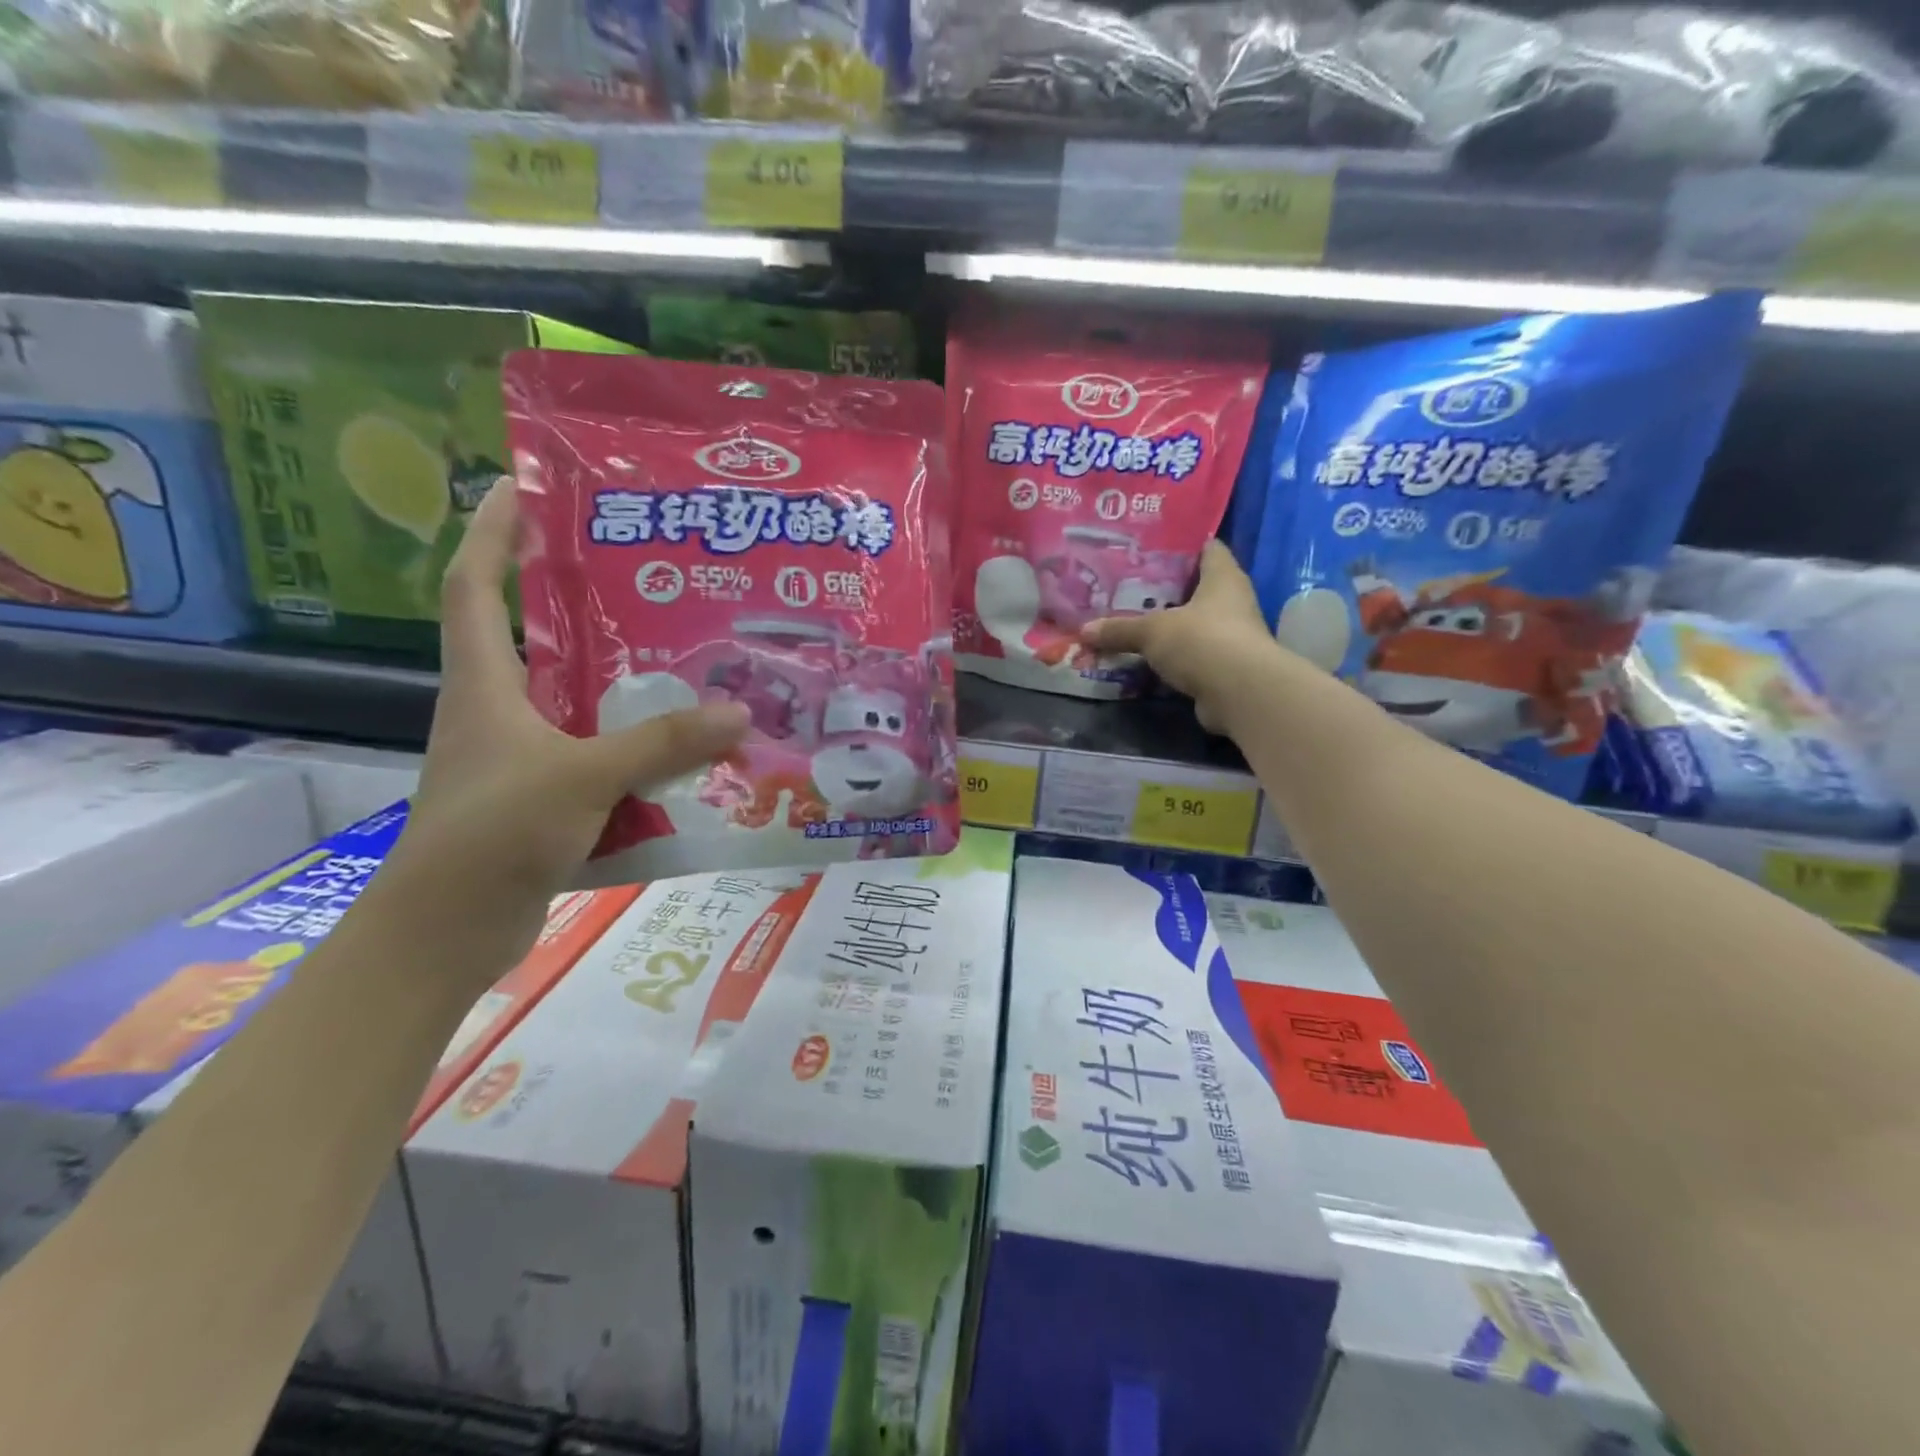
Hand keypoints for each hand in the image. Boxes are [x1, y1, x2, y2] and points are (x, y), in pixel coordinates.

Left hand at [384, 485, 748, 985]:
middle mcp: (498, 713)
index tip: (523, 492)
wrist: (444, 934)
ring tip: (686, 665)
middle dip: (583, 609)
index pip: (475, 589)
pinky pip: (600, 761)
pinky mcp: (542, 802)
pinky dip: (636, 754)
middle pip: (539, 643)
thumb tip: (741, 713)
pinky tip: (684, 756)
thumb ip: (662, 744)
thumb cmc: (493, 834)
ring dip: (624, 689)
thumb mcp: (583, 777)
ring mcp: (520, 761)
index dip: (491, 536)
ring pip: (579, 707)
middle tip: (650, 584)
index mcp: (485, 686)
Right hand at [1082, 540, 1278, 734]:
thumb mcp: (1151, 631)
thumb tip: (1084, 630)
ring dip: (1171, 627)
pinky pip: (1193, 656)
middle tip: (1132, 588)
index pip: (1210, 549)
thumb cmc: (1201, 640)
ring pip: (1196, 625)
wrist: (1239, 693)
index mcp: (1223, 579)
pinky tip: (1149, 658)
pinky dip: (1175, 658)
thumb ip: (1119, 629)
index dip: (1185, 546)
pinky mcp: (1225, 669)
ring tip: (1135, 623)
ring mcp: (1233, 638)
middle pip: (1199, 589)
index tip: (1155, 547)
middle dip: (1168, 590)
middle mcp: (1234, 603)